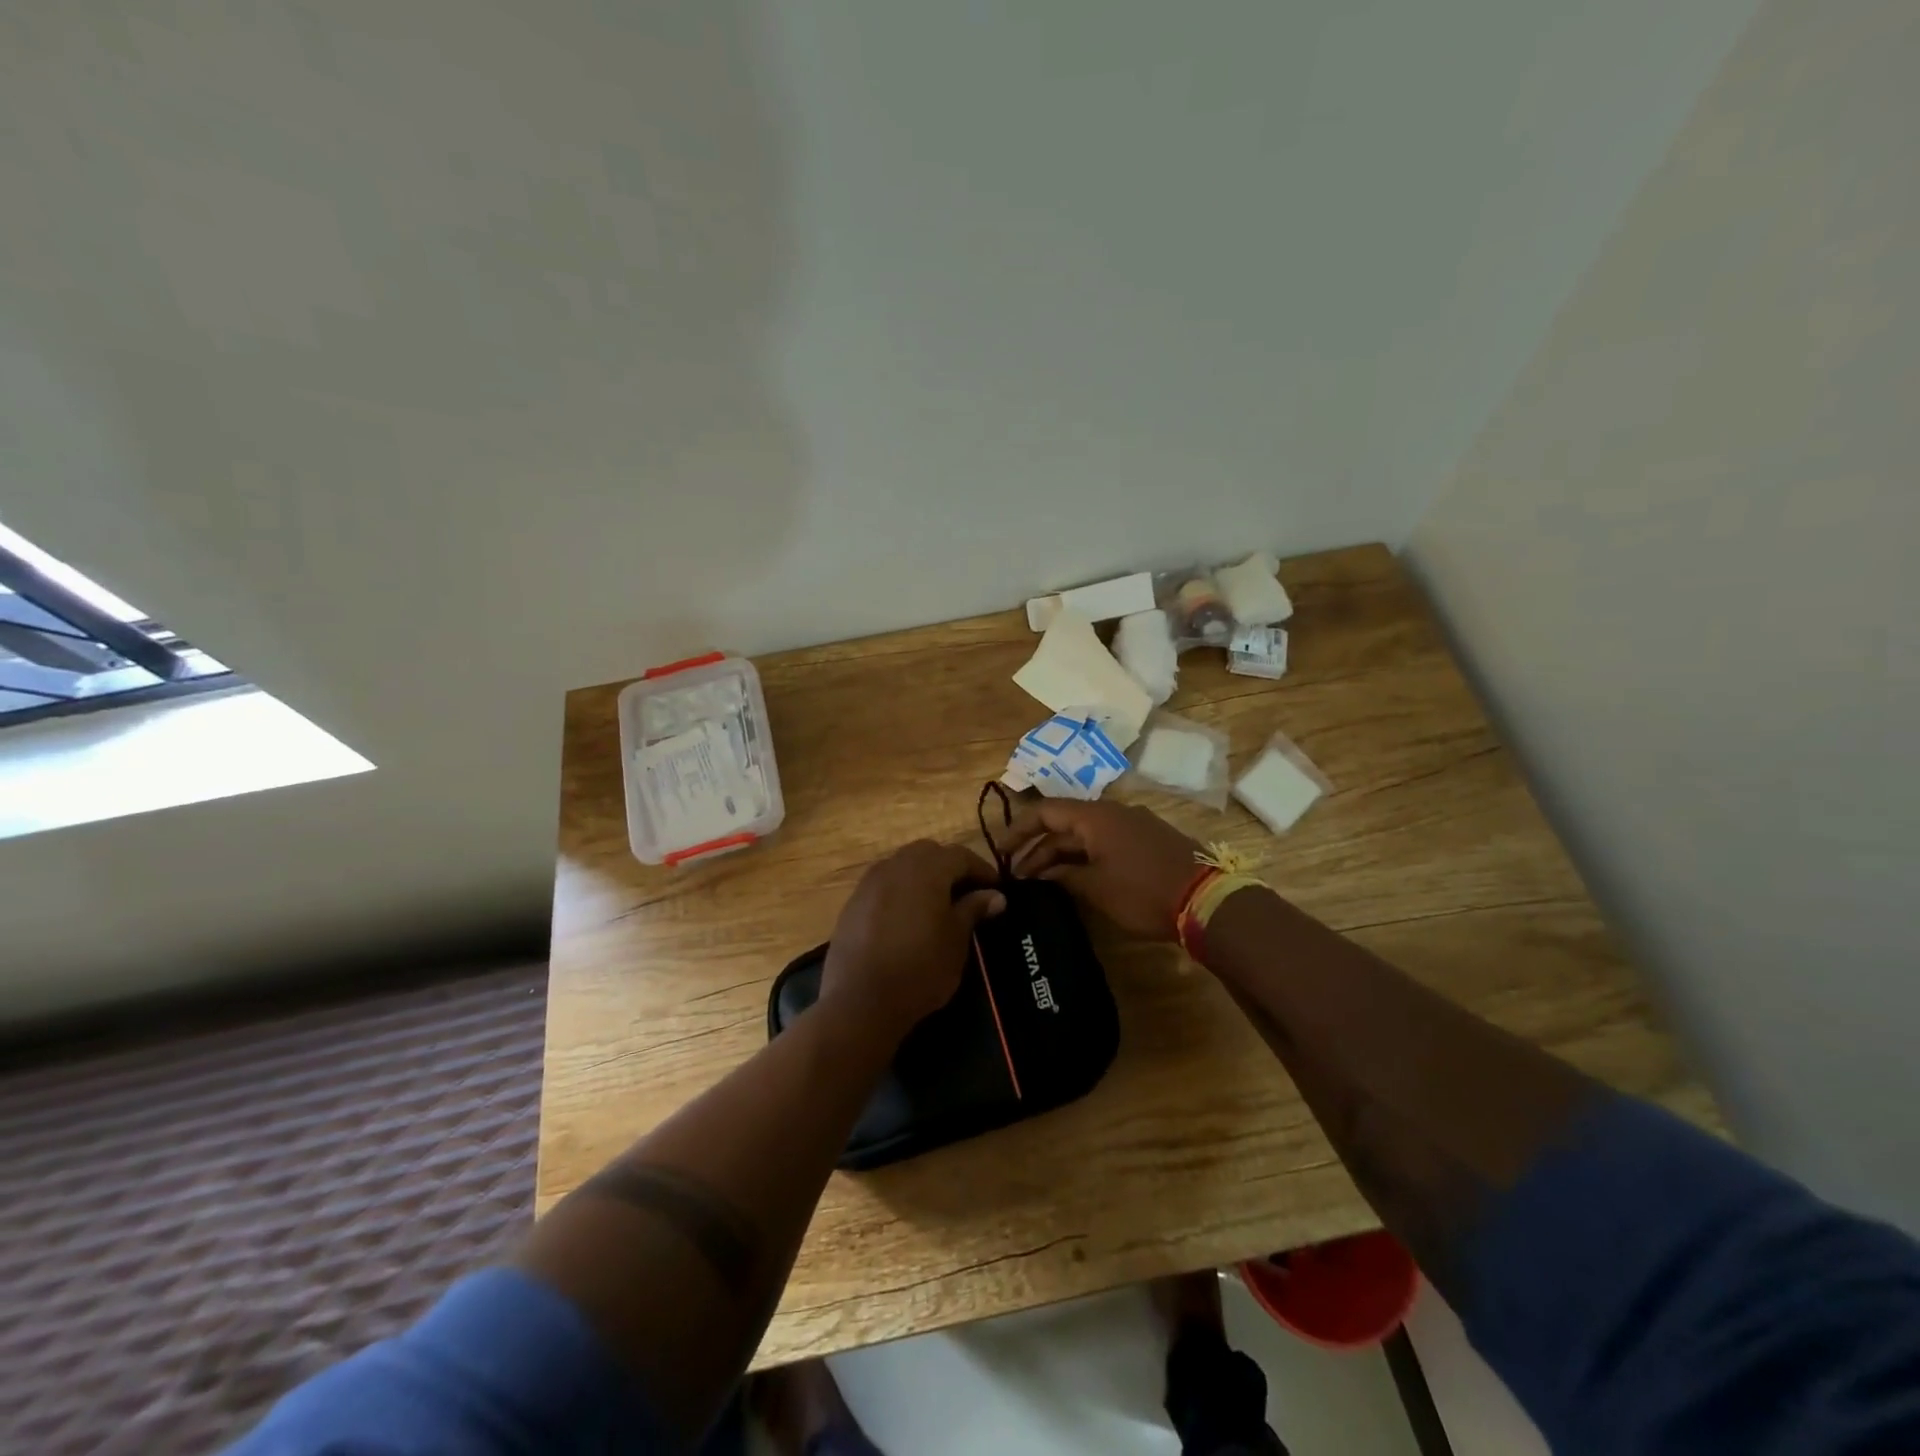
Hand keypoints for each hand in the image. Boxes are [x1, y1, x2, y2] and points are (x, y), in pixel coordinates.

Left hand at [821, 841, 1006, 1038]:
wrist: (860, 1000)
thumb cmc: (920, 968)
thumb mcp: (956, 940)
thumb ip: (973, 910)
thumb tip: (995, 895)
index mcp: (927, 869)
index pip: (961, 855)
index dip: (981, 869)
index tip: (996, 889)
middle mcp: (896, 866)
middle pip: (928, 853)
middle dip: (950, 867)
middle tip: (966, 892)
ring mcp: (870, 883)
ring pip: (902, 865)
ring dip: (923, 876)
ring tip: (937, 904)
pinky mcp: (853, 903)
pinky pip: (884, 884)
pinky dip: (901, 891)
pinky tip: (907, 917)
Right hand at [1002, 800, 1202, 941]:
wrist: (1208, 901)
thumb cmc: (1144, 891)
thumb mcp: (1096, 888)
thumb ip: (1063, 876)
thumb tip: (1040, 874)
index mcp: (1096, 816)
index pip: (1045, 811)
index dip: (1019, 829)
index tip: (1000, 851)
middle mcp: (1113, 813)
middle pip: (1064, 824)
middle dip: (1038, 849)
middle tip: (1017, 876)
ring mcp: (1133, 826)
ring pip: (1085, 836)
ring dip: (1061, 855)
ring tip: (1040, 882)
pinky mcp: (1147, 842)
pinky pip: (1105, 843)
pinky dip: (1084, 858)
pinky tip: (1075, 880)